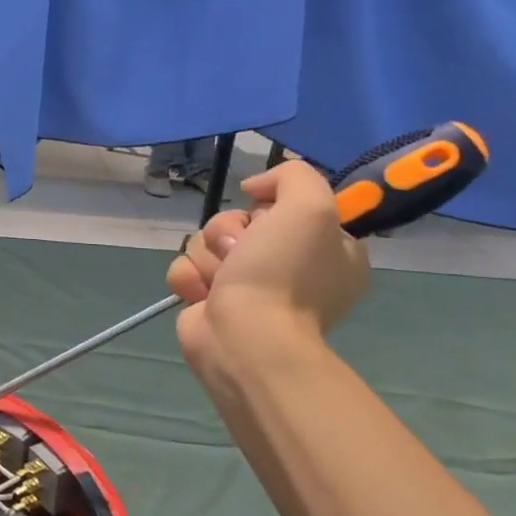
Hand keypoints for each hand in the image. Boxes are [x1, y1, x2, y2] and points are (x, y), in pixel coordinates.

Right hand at [166, 161, 369, 391]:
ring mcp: (248, 287)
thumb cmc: (282, 274)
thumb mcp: (310, 207)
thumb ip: (293, 176)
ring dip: (207, 255)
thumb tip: (253, 188)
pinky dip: (189, 277)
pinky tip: (202, 294)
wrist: (246, 338)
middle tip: (239, 252)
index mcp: (328, 251)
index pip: (285, 207)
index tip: (269, 220)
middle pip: (238, 221)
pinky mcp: (212, 302)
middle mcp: (291, 268)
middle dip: (228, 231)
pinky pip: (187, 269)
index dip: (270, 208)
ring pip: (207, 242)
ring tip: (220, 280)